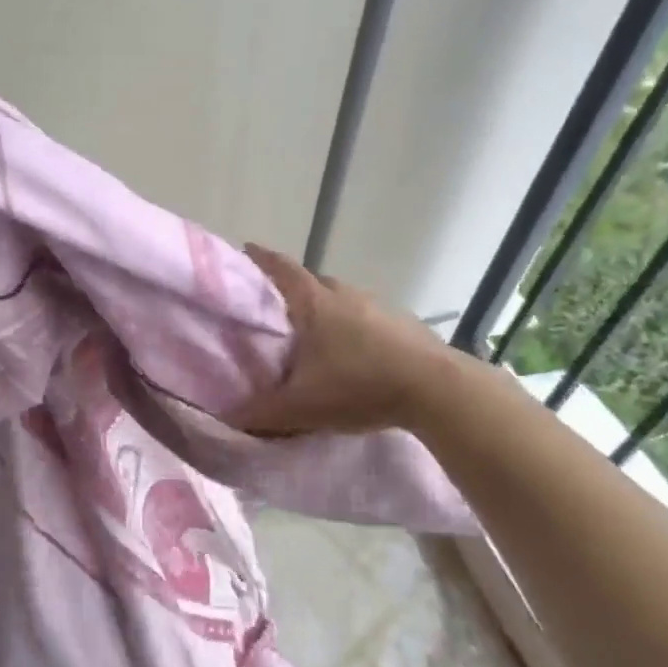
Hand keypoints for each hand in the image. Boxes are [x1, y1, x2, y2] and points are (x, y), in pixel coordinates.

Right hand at [233, 244, 457, 434]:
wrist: (437, 390)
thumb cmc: (359, 385)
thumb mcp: (301, 407)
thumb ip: (262, 413)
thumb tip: (230, 416)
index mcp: (314, 303)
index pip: (281, 268)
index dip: (262, 258)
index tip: (246, 250)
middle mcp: (346, 294)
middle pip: (313, 282)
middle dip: (293, 291)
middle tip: (278, 311)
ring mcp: (379, 307)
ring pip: (343, 301)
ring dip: (328, 312)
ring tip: (317, 338)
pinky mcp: (405, 324)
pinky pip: (369, 319)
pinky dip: (357, 330)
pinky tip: (356, 356)